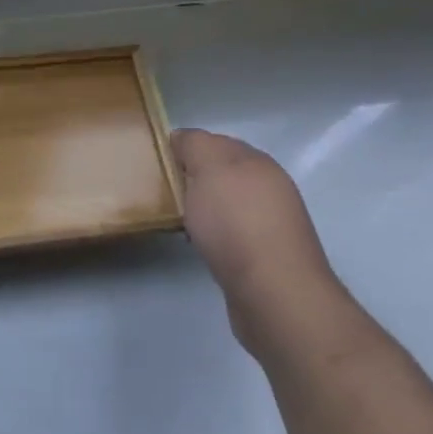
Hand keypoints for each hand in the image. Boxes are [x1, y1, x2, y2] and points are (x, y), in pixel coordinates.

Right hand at [170, 129, 350, 358]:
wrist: (274, 293)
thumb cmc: (236, 222)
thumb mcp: (208, 167)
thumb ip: (195, 145)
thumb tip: (183, 140)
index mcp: (257, 161)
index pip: (216, 141)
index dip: (186, 147)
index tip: (158, 162)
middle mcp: (270, 187)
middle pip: (223, 173)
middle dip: (194, 178)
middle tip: (162, 190)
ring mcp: (272, 224)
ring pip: (227, 205)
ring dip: (204, 208)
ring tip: (177, 219)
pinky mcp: (266, 258)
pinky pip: (232, 234)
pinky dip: (214, 235)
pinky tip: (200, 244)